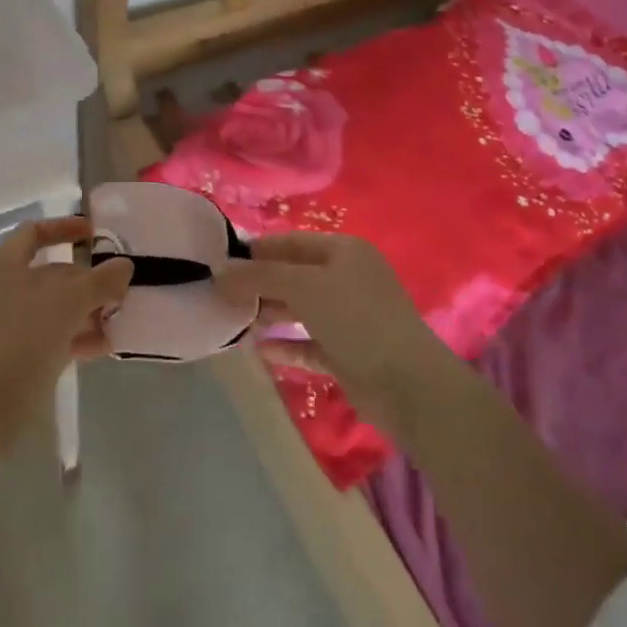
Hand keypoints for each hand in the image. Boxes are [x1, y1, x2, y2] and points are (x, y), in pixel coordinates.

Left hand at [0, 216, 131, 420]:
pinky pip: (48, 336)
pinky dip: (74, 337)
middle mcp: (1, 288)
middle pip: (49, 273)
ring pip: (52, 308)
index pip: (35, 232)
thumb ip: (101, 280)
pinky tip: (102, 348)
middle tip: (118, 290)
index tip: (94, 235)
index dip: (65, 228)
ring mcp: (4, 324)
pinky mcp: (11, 355)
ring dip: (86, 312)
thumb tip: (124, 266)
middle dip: (87, 281)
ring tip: (117, 321)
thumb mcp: (71, 301)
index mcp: (4, 263)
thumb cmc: (24, 335)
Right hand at [217, 232, 455, 431]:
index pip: (291, 242)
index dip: (256, 251)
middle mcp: (347, 278)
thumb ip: (259, 276)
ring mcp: (350, 317)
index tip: (221, 263)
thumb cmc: (355, 318)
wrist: (407, 384)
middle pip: (294, 275)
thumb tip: (220, 270)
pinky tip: (260, 351)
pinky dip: (287, 345)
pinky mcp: (348, 352)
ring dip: (270, 313)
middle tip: (222, 296)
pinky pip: (309, 343)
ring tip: (234, 321)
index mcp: (344, 251)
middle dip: (260, 284)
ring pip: (300, 309)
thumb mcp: (303, 287)